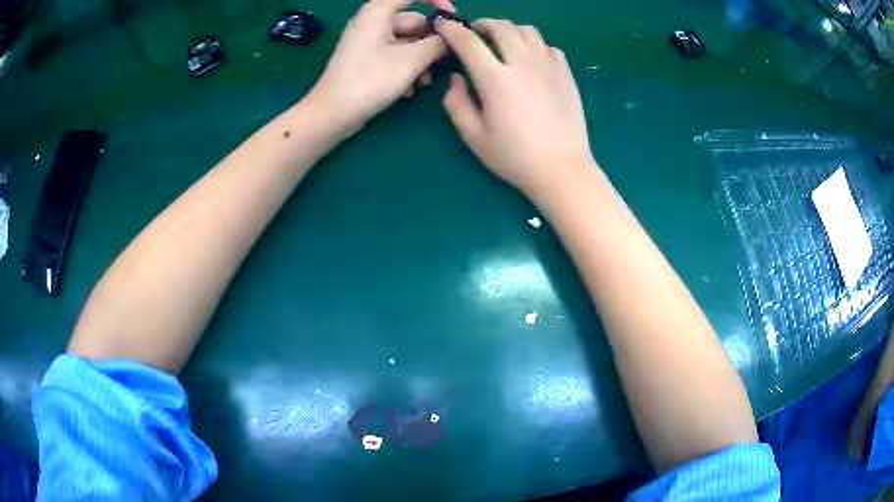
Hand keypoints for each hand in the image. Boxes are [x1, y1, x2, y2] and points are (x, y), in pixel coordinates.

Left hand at [308, 0, 454, 134]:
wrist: (331, 114)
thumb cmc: (369, 81)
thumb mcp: (411, 61)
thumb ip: (436, 45)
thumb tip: (449, 39)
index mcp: (378, 12)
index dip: (437, 1)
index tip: (453, 19)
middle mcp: (372, 21)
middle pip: (413, 21)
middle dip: (430, 42)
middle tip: (443, 63)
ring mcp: (367, 41)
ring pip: (406, 42)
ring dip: (420, 60)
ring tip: (424, 83)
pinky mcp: (366, 59)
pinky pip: (394, 55)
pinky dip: (406, 68)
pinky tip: (409, 89)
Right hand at [436, 19, 594, 197]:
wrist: (562, 169)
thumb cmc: (514, 157)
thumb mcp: (474, 137)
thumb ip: (456, 104)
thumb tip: (456, 79)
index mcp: (496, 79)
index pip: (469, 42)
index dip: (452, 29)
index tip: (443, 24)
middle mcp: (523, 64)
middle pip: (501, 27)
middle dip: (483, 25)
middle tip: (476, 34)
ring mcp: (548, 66)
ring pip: (528, 31)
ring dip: (510, 31)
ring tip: (504, 43)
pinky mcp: (566, 74)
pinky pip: (548, 46)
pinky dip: (534, 46)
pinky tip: (530, 60)